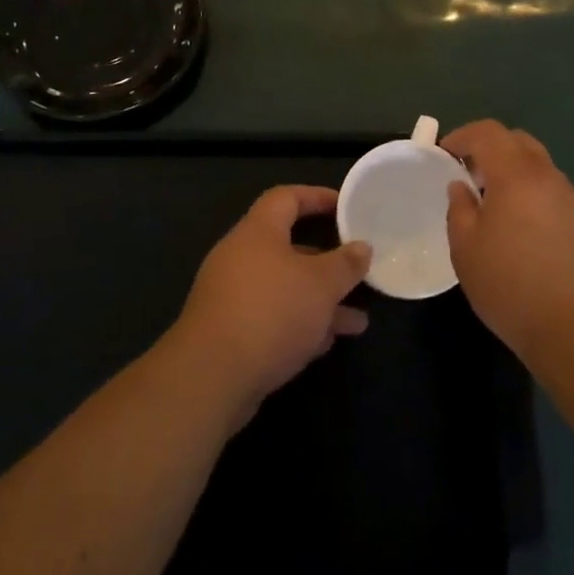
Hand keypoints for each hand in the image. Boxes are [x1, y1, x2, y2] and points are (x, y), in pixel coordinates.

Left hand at [170, 185, 371, 424]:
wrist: (211, 377)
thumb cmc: (271, 312)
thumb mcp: (321, 284)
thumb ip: (345, 264)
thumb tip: (362, 247)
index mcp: (257, 232)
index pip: (286, 198)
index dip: (316, 196)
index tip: (345, 207)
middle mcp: (240, 257)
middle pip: (288, 247)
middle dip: (326, 262)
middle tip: (356, 271)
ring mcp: (232, 296)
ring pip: (284, 289)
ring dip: (320, 301)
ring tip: (358, 321)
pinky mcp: (229, 333)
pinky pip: (272, 317)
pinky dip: (300, 325)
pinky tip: (326, 343)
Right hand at [442, 120, 573, 370]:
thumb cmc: (513, 288)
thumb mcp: (466, 250)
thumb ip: (460, 209)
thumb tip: (462, 187)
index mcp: (518, 175)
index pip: (489, 132)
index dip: (462, 135)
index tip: (444, 153)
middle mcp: (550, 178)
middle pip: (519, 142)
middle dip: (490, 149)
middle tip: (469, 175)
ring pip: (540, 169)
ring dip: (514, 175)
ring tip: (495, 207)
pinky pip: (555, 195)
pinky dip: (534, 198)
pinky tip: (525, 234)